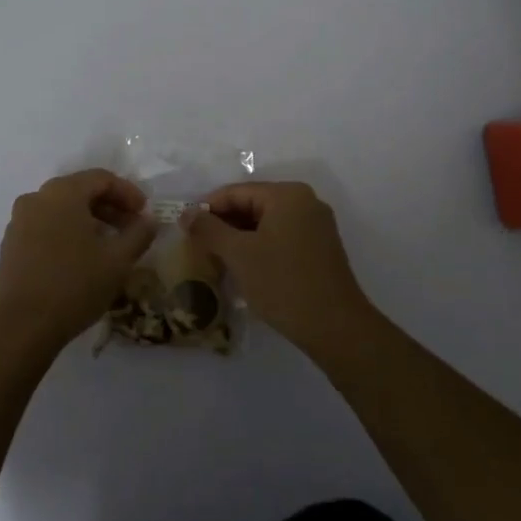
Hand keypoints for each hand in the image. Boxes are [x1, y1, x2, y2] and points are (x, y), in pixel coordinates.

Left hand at [0, 169, 158, 356]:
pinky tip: (81, 258)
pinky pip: (45, 227)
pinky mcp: (11, 245)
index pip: (101, 178)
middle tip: (132, 228)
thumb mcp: (118, 261)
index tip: (145, 213)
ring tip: (109, 245)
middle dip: (110, 207)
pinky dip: (68, 233)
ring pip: (61, 210)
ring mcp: (19, 222)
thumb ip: (139, 234)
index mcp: (62, 193)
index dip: (128, 192)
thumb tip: (149, 220)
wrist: (20, 326)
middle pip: (80, 191)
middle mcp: (36, 198)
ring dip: (89, 221)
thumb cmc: (74, 285)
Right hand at [182, 181, 376, 351]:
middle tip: (197, 246)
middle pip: (252, 204)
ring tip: (215, 259)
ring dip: (239, 238)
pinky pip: (281, 237)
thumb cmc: (283, 284)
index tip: (184, 229)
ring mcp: (316, 226)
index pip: (236, 192)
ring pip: (266, 223)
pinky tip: (243, 268)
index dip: (207, 209)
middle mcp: (305, 202)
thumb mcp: (239, 255)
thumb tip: (187, 213)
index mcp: (287, 195)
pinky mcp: (320, 248)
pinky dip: (259, 247)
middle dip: (223, 224)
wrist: (335, 328)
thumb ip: (210, 229)